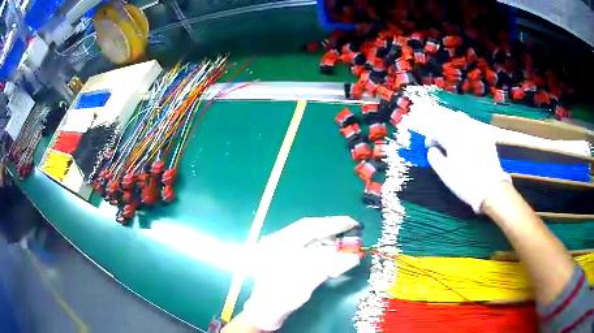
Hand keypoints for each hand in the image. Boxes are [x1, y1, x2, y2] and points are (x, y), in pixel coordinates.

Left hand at [241, 216, 361, 330]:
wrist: (265, 312)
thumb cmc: (282, 296)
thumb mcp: (307, 281)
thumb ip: (331, 265)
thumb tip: (355, 256)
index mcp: (278, 242)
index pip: (309, 226)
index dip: (333, 223)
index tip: (353, 223)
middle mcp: (277, 241)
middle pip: (309, 231)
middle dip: (331, 232)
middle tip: (352, 233)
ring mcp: (279, 248)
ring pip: (308, 239)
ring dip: (327, 242)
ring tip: (344, 246)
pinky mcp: (284, 257)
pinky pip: (306, 248)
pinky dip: (321, 250)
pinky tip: (332, 255)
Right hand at [425, 112, 510, 212]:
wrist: (490, 188)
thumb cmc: (465, 182)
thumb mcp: (445, 174)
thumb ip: (434, 158)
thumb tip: (432, 150)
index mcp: (452, 138)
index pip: (436, 131)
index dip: (430, 138)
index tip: (429, 146)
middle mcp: (464, 130)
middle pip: (449, 120)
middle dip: (442, 128)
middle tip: (440, 140)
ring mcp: (477, 132)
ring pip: (462, 119)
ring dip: (454, 125)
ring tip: (453, 137)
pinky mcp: (486, 137)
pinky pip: (474, 126)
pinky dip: (467, 129)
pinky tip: (467, 140)